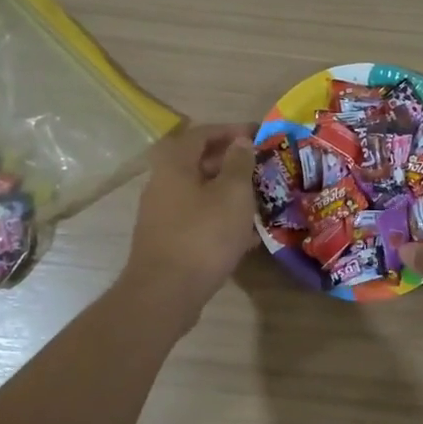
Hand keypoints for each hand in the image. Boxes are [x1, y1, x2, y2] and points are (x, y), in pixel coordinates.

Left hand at [121, 123, 258, 321]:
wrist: (165, 293)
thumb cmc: (203, 236)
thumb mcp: (232, 194)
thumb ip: (239, 164)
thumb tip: (240, 142)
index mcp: (174, 164)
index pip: (202, 133)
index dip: (231, 130)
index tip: (258, 134)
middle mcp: (162, 183)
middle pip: (198, 162)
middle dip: (231, 162)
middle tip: (260, 167)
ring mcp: (162, 213)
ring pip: (199, 192)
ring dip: (227, 191)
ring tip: (258, 199)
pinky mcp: (167, 239)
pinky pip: (198, 218)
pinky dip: (220, 217)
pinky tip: (245, 234)